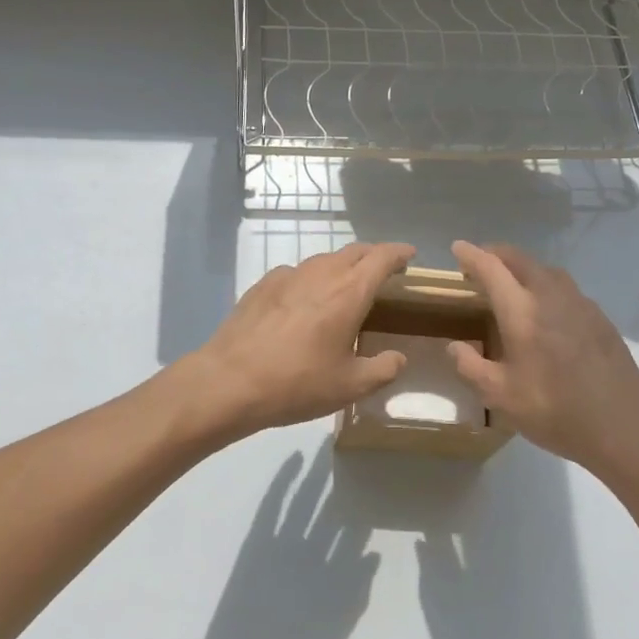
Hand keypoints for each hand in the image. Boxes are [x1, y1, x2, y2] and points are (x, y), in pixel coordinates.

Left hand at [183, 243, 415, 440]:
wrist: (229, 381)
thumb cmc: (298, 383)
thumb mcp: (351, 386)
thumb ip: (383, 369)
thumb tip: (398, 358)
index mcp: (349, 291)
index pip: (382, 257)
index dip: (399, 253)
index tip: (410, 256)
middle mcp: (321, 273)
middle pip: (354, 251)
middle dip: (374, 256)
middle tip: (384, 272)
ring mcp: (288, 275)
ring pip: (324, 260)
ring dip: (342, 266)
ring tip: (346, 288)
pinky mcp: (262, 285)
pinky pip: (296, 273)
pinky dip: (311, 279)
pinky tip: (305, 302)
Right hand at [448, 240, 638, 475]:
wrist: (623, 425)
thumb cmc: (554, 410)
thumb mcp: (500, 396)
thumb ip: (471, 367)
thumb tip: (454, 346)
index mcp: (522, 311)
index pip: (491, 269)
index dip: (471, 255)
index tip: (457, 247)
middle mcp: (551, 296)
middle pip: (521, 260)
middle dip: (497, 254)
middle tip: (481, 263)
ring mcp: (580, 304)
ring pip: (547, 271)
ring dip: (524, 268)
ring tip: (512, 283)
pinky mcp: (600, 318)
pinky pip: (566, 289)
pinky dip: (547, 286)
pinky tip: (547, 310)